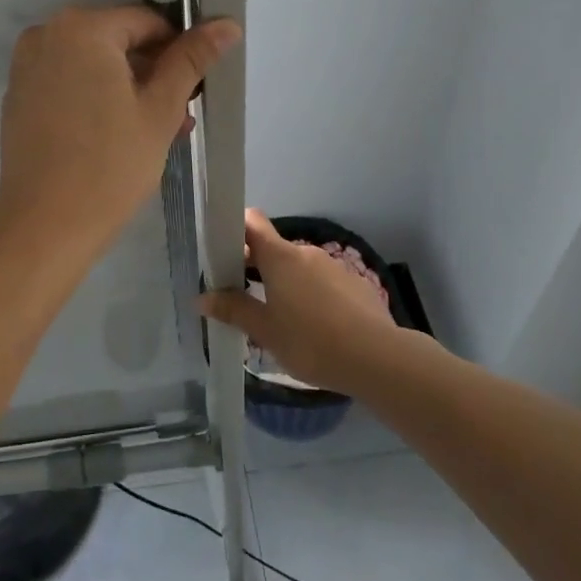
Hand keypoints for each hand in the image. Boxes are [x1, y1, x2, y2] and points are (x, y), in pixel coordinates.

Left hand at [0, 5, 239, 256]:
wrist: (45, 225)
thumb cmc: (110, 165)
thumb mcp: (160, 110)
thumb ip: (191, 60)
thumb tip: (226, 25)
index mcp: (82, 28)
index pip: (147, 22)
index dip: (177, 51)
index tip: (193, 89)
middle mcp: (46, 34)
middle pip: (117, 42)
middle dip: (152, 74)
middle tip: (178, 118)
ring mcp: (26, 66)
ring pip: (93, 65)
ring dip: (127, 89)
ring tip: (154, 133)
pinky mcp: (18, 96)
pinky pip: (67, 83)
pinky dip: (94, 98)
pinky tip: (115, 136)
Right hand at [201, 210, 418, 395]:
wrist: (378, 358)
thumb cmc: (311, 341)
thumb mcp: (265, 332)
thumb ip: (234, 310)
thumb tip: (203, 298)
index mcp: (280, 257)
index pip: (251, 222)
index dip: (234, 229)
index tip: (222, 251)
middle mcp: (306, 253)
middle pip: (273, 249)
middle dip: (256, 267)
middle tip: (243, 298)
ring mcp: (333, 266)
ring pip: (298, 267)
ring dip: (284, 284)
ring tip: (279, 319)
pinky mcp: (354, 284)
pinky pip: (321, 282)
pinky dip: (310, 295)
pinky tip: (313, 327)